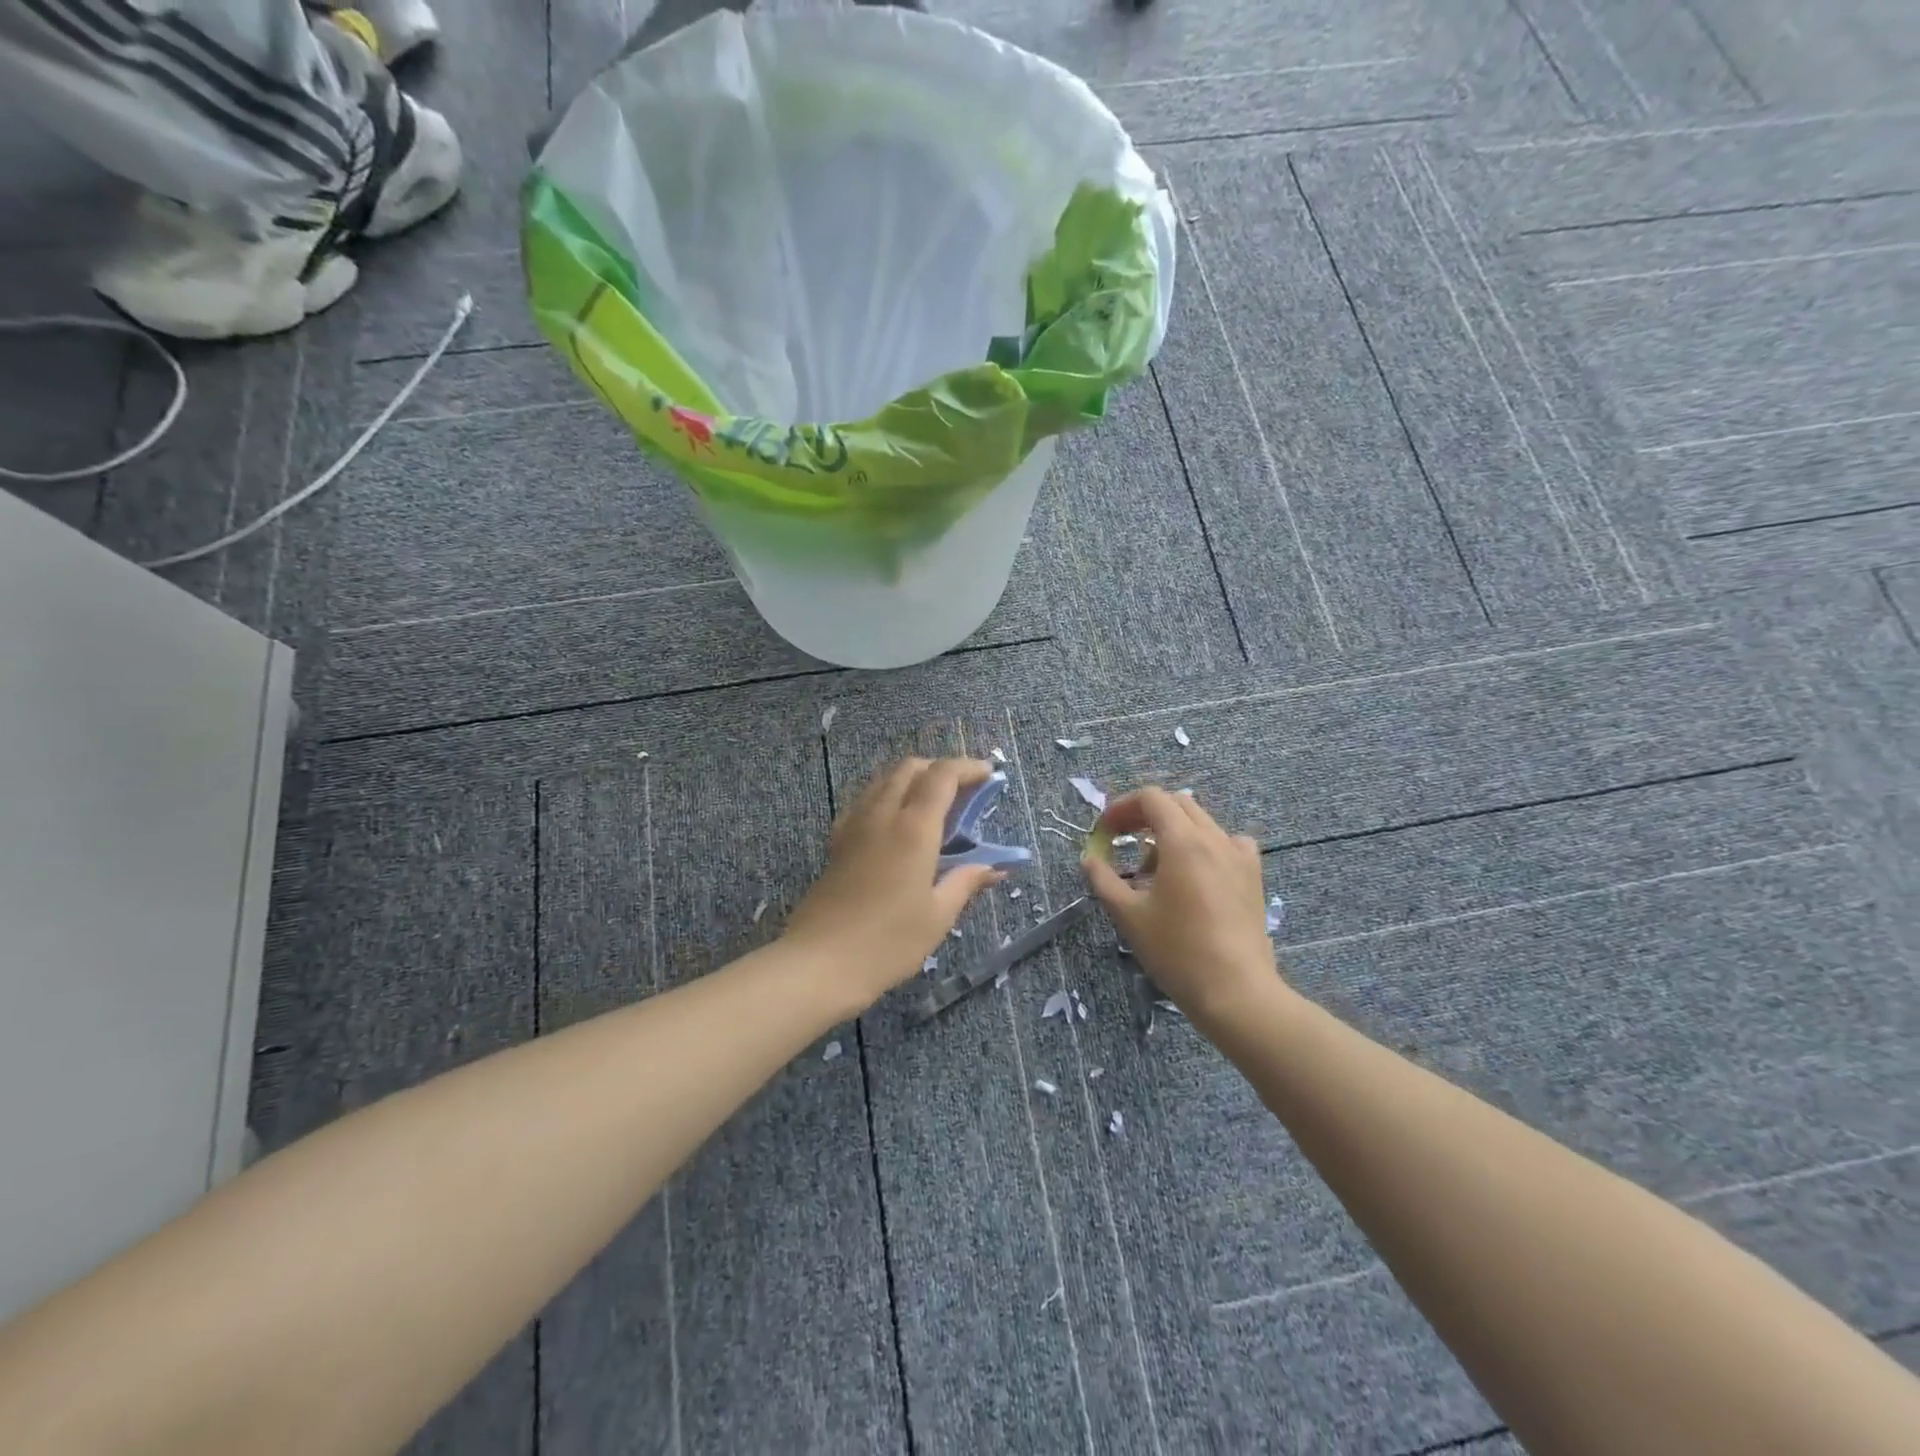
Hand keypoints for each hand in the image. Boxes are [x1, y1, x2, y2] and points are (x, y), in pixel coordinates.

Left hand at [785, 757, 1004, 1010]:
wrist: (820, 961)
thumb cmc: (888, 942)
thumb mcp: (938, 916)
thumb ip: (966, 882)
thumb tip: (994, 867)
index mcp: (914, 827)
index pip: (942, 776)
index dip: (968, 767)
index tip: (988, 774)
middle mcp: (883, 814)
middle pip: (910, 767)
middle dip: (940, 768)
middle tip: (963, 790)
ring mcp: (855, 824)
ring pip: (885, 779)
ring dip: (913, 778)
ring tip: (933, 803)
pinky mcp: (837, 840)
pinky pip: (865, 799)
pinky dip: (887, 794)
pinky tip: (895, 822)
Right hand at [1081, 787, 1286, 1023]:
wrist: (1235, 991)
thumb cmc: (1176, 950)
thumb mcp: (1128, 915)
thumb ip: (1104, 879)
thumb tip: (1089, 858)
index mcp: (1182, 841)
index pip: (1151, 798)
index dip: (1122, 807)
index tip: (1105, 832)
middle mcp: (1214, 838)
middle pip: (1177, 804)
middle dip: (1145, 815)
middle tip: (1122, 840)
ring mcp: (1238, 856)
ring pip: (1202, 822)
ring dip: (1172, 831)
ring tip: (1155, 867)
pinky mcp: (1253, 876)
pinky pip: (1228, 843)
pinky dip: (1206, 847)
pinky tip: (1197, 874)